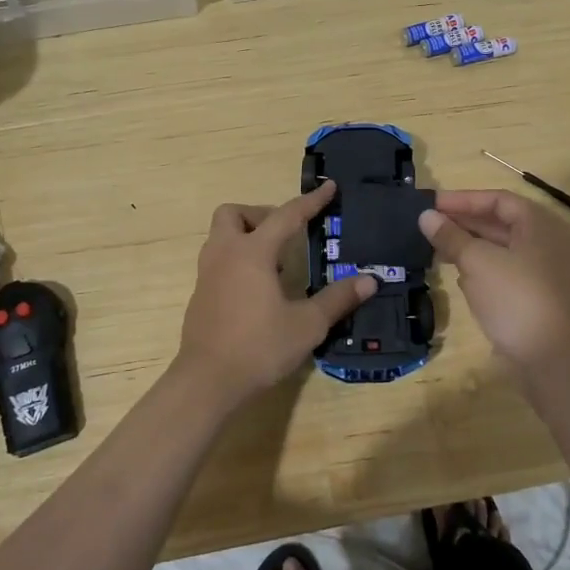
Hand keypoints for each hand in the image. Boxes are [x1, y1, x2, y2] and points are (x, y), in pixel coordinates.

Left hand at [176, 181, 376, 409]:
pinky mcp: (200, 295)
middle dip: (259, 215)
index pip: (286, 215)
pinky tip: (257, 291)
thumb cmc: (259, 347)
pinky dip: (237, 261)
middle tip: (284, 236)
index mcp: (252, 252)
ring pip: (221, 236)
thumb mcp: (307, 325)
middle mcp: (225, 254)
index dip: (310, 201)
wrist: (206, 382)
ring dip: (246, 237)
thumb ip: (337, 299)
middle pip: (233, 213)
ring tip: (275, 264)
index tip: (328, 187)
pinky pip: (218, 261)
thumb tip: (369, 280)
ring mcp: (207, 274)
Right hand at [419, 189, 569, 366]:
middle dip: (462, 222)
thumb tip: (426, 216)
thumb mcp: (476, 261)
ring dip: (467, 244)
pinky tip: (455, 273)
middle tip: (428, 224)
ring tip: (434, 246)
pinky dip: (479, 265)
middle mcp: (546, 240)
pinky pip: (503, 268)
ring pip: (499, 246)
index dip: (462, 200)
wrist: (548, 357)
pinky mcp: (535, 292)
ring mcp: (542, 268)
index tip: (431, 204)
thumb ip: (450, 236)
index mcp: (539, 223)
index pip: (497, 199)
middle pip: (499, 221)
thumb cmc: (514, 297)